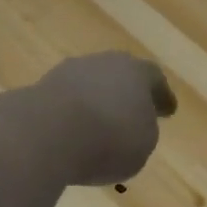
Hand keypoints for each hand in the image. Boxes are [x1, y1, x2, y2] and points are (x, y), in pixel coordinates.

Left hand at [30, 53, 177, 185]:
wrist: (46, 134)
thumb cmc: (109, 139)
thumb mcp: (143, 144)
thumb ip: (143, 130)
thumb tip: (132, 124)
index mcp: (137, 72)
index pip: (155, 79)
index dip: (162, 97)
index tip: (168, 111)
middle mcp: (103, 63)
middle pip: (119, 75)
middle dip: (127, 94)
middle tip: (132, 113)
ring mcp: (67, 73)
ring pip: (90, 86)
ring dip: (96, 103)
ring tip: (99, 127)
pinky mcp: (39, 90)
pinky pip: (65, 103)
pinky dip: (72, 116)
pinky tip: (72, 133)